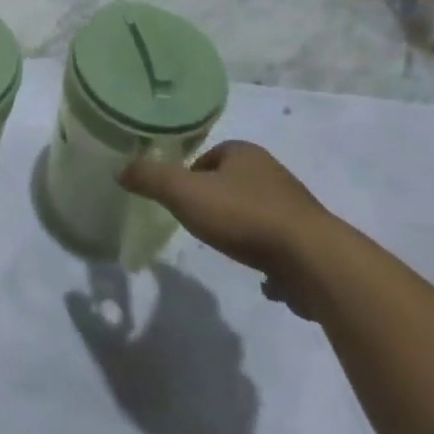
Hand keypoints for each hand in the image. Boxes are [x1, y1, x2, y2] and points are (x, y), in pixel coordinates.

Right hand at [122, 141, 339, 319]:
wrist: (313, 261)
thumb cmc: (244, 217)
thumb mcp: (184, 193)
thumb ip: (151, 179)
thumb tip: (120, 170)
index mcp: (244, 153)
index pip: (210, 156)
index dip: (192, 175)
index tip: (181, 200)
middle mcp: (273, 173)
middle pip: (234, 183)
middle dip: (218, 203)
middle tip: (201, 225)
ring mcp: (296, 209)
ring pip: (258, 214)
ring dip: (244, 231)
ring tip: (230, 251)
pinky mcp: (313, 244)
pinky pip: (282, 247)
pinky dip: (270, 259)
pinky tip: (263, 280)